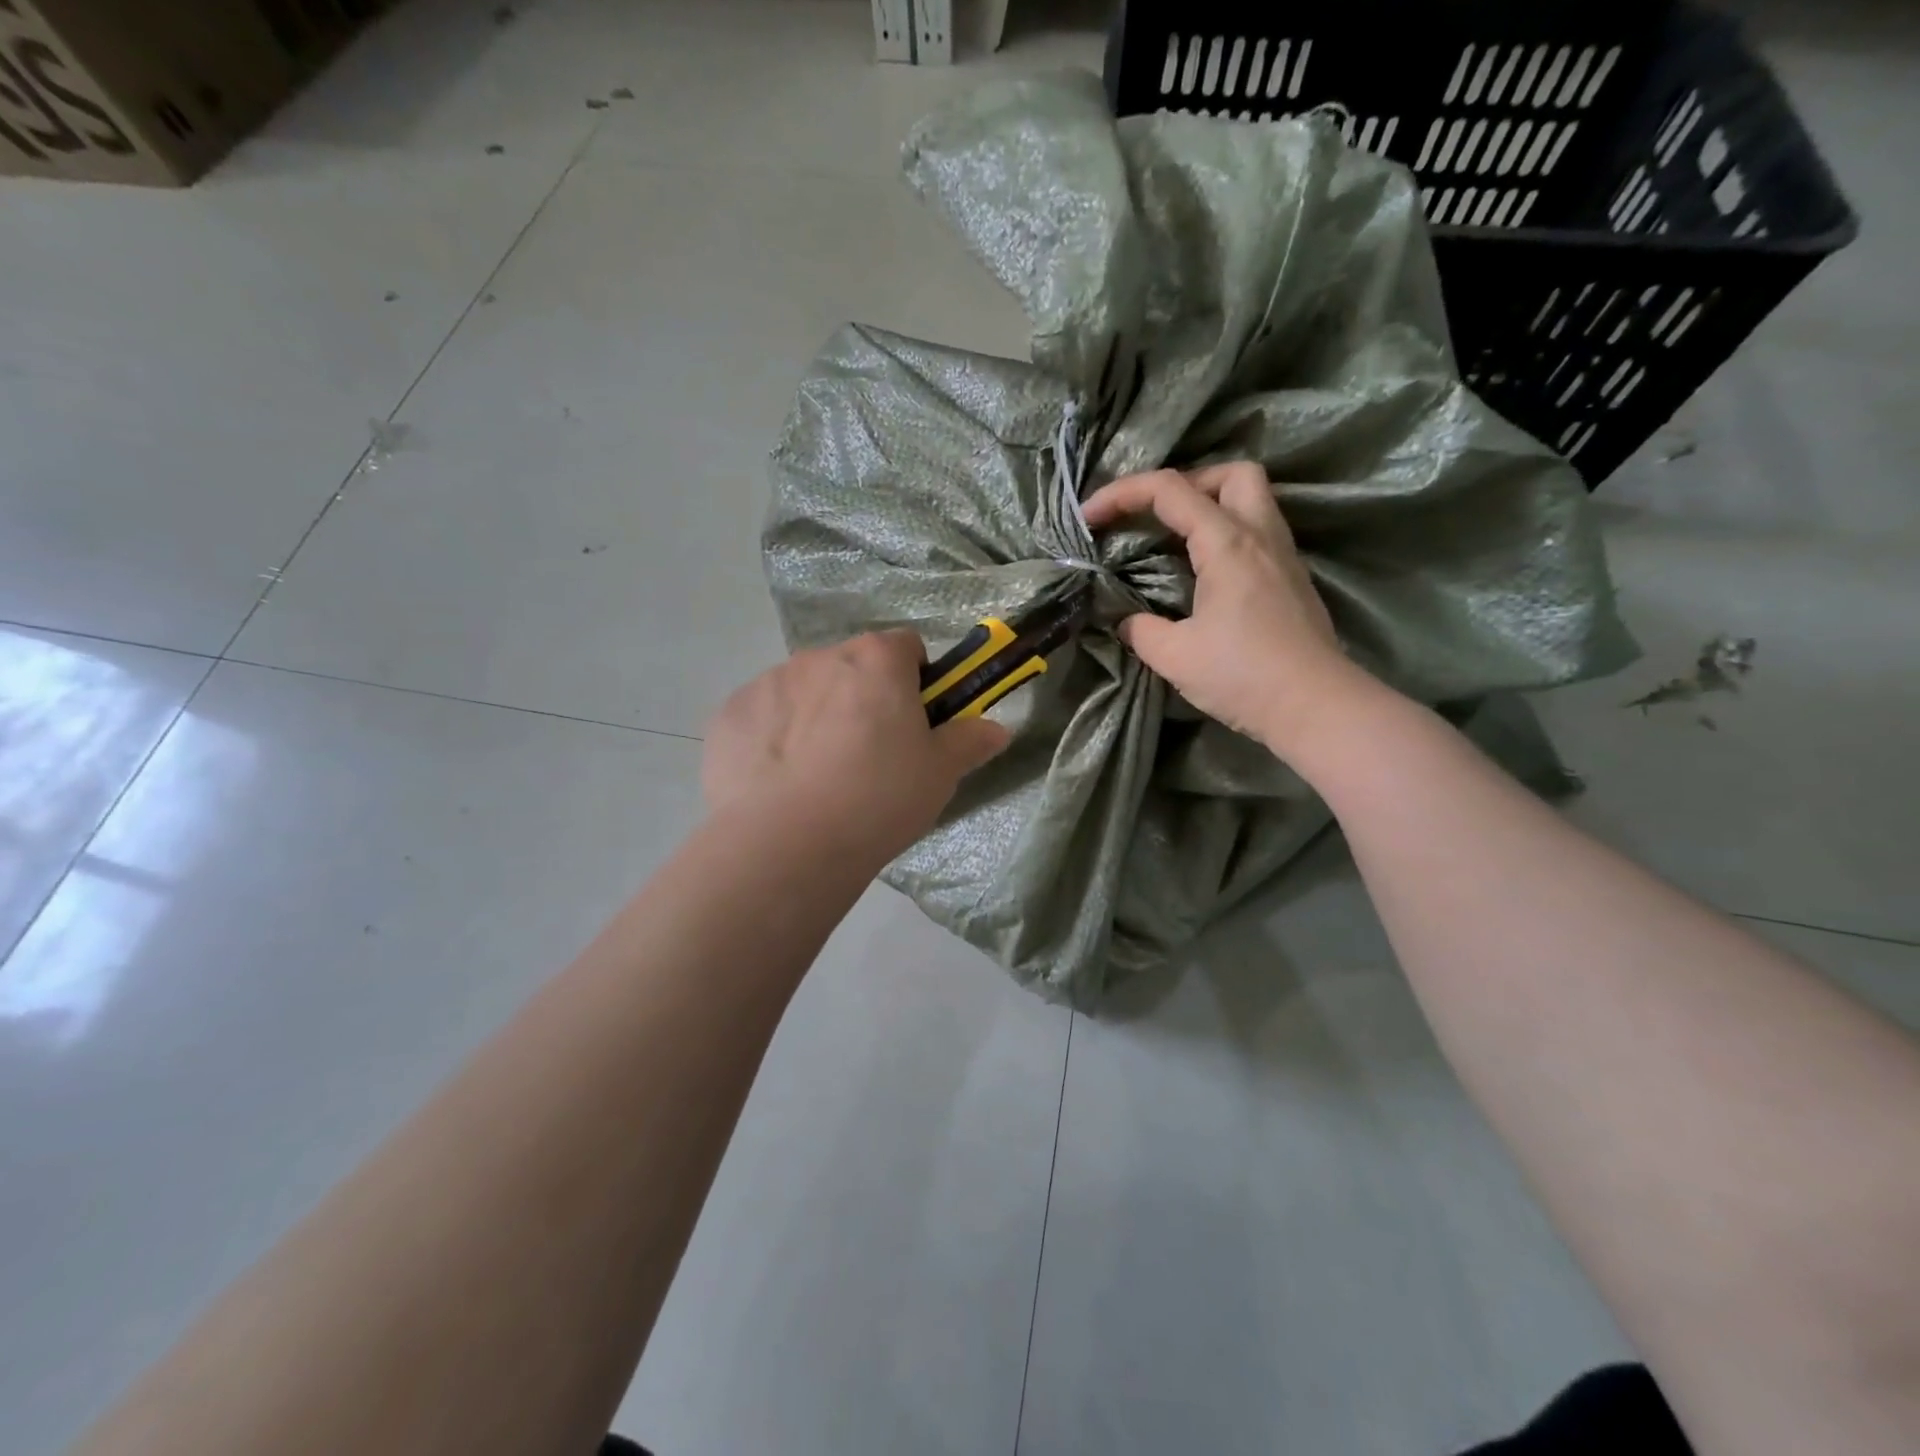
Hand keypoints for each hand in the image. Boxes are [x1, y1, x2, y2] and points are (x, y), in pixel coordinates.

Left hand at [704, 630, 1010, 860]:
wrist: (787, 843)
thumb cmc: (878, 799)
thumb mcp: (939, 775)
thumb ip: (968, 742)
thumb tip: (997, 728)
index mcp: (876, 661)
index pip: (905, 647)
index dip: (915, 680)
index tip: (914, 721)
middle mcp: (819, 657)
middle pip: (851, 667)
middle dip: (862, 698)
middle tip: (869, 758)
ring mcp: (768, 682)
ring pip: (804, 690)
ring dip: (816, 716)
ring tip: (819, 778)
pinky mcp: (730, 715)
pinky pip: (763, 717)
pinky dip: (773, 738)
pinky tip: (779, 785)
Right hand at [1081, 464, 1372, 758]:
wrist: (1315, 707)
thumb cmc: (1243, 676)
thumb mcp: (1175, 656)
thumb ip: (1141, 630)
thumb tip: (1126, 622)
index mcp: (1228, 543)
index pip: (1169, 490)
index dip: (1121, 494)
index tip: (1088, 518)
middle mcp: (1260, 535)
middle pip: (1231, 474)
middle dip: (1186, 481)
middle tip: (1155, 514)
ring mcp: (1283, 555)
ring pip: (1252, 500)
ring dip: (1210, 505)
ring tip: (1175, 539)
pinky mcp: (1292, 579)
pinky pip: (1257, 532)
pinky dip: (1226, 535)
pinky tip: (1204, 572)